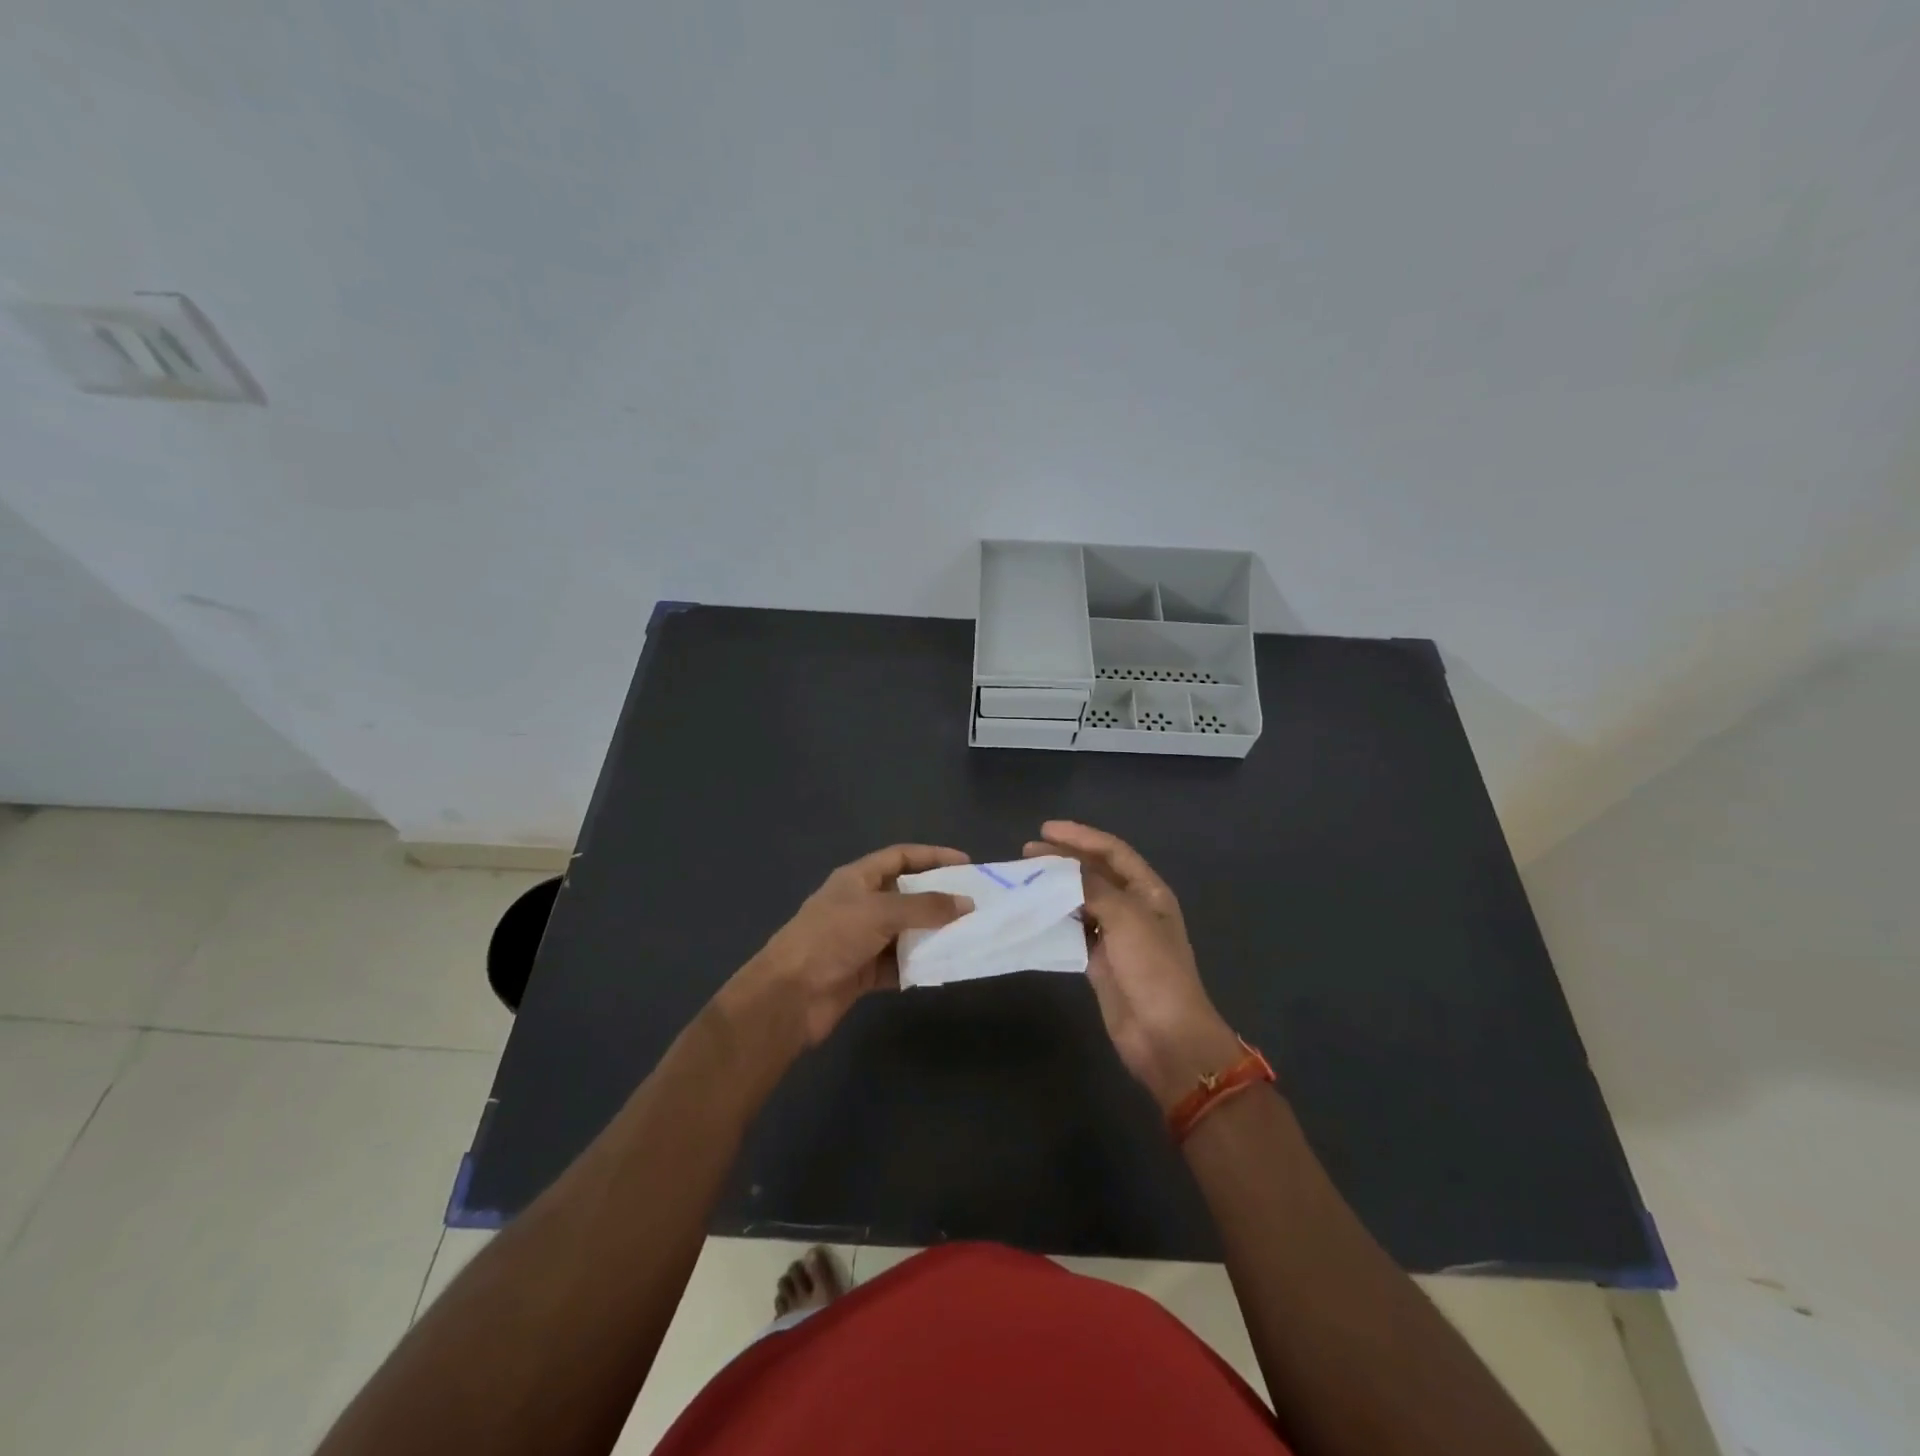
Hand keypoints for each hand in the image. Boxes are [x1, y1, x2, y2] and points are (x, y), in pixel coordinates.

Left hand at [730, 844, 974, 1048]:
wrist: (789, 996)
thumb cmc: (832, 938)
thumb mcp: (880, 912)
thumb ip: (925, 907)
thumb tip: (967, 903)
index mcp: (857, 878)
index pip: (900, 857)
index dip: (932, 856)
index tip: (966, 864)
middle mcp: (860, 905)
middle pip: (906, 894)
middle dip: (938, 898)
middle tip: (974, 903)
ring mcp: (861, 940)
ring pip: (905, 931)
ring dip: (932, 934)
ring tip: (968, 935)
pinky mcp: (863, 972)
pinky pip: (899, 964)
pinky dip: (919, 965)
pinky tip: (943, 968)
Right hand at [1025, 821, 1243, 1109]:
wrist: (1165, 1035)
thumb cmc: (1152, 969)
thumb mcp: (1126, 918)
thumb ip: (1094, 888)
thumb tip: (1065, 869)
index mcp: (1148, 892)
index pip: (1113, 851)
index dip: (1081, 836)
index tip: (1046, 830)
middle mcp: (1133, 908)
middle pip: (1095, 873)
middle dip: (1063, 859)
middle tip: (1026, 852)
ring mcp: (1117, 936)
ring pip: (1081, 901)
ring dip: (1055, 888)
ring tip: (1024, 878)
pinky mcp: (1100, 961)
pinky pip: (1073, 930)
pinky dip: (1054, 919)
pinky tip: (1031, 913)